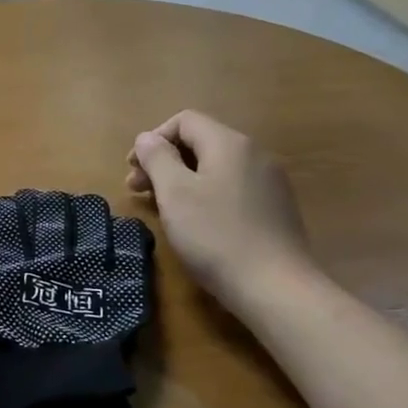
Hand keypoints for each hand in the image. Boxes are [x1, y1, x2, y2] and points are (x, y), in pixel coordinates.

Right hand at [126, 111, 313, 309]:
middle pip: (200, 143)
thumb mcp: (175, 193)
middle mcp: (254, 154)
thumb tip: (147, 138)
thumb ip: (157, 158)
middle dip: (163, 161)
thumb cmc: (215, 235)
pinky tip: (194, 223)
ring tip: (161, 207)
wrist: (274, 286)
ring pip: (214, 167)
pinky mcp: (274, 208)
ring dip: (181, 180)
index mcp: (229, 144)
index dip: (153, 139)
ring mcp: (268, 182)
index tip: (133, 169)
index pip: (184, 121)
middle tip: (137, 190)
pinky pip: (230, 188)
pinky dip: (204, 195)